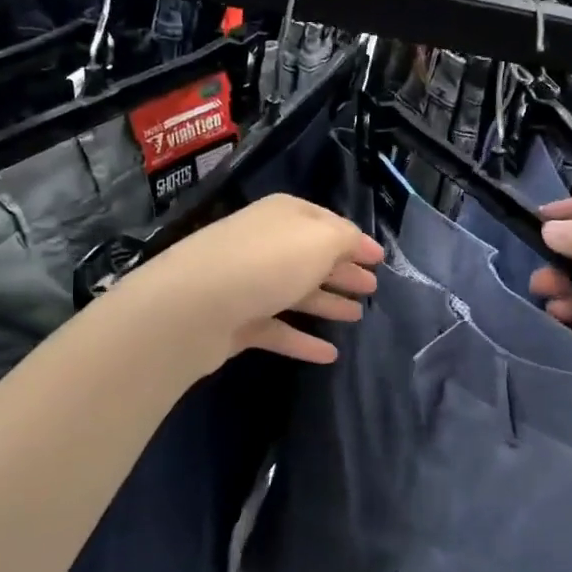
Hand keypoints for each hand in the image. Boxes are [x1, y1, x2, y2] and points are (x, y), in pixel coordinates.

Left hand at [118, 194, 382, 372]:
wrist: (192, 307)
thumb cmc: (266, 263)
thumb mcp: (320, 240)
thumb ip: (346, 240)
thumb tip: (355, 246)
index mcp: (285, 216)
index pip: (327, 223)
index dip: (355, 240)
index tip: (379, 259)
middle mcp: (265, 244)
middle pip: (312, 258)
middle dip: (343, 271)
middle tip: (372, 288)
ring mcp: (248, 283)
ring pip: (296, 292)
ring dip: (327, 303)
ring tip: (356, 317)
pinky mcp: (236, 321)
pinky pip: (278, 329)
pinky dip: (302, 340)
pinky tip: (329, 355)